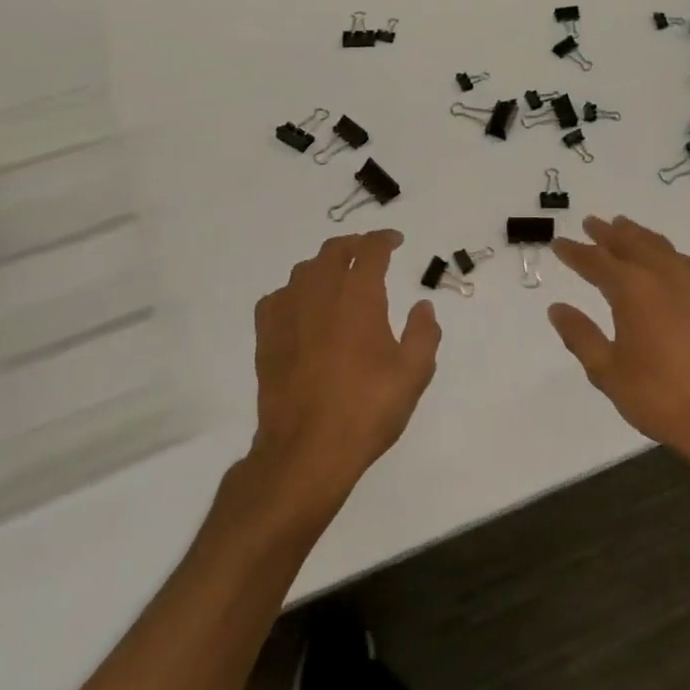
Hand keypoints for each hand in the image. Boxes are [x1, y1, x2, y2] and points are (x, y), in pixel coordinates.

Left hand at [250, 231, 442, 501]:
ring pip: (304, 270)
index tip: (396, 241)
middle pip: (333, 251)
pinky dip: (294, 292)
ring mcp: (287, 312)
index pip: (371, 249)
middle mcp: (320, 293)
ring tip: (338, 277)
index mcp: (359, 296)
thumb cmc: (366, 409)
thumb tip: (423, 306)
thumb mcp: (413, 374)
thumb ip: (424, 333)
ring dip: (324, 265)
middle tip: (369, 253)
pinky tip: (302, 308)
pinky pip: (278, 297)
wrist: (306, 450)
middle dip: (354, 245)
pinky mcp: (266, 335)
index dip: (385, 239)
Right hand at [550, 216, 689, 469]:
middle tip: (590, 223)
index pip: (596, 262)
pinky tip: (669, 260)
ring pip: (660, 247)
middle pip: (631, 244)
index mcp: (632, 291)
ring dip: (638, 235)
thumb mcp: (607, 371)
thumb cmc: (660, 397)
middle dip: (608, 233)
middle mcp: (662, 278)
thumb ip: (581, 335)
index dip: (575, 252)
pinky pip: (688, 262)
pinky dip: (670, 253)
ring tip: (624, 226)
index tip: (558, 243)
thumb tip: (557, 308)